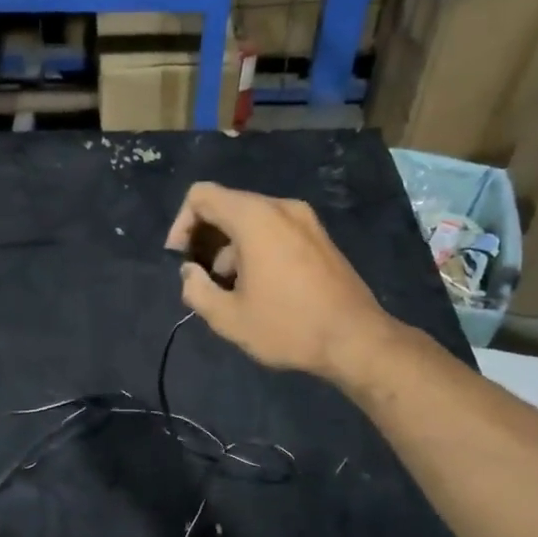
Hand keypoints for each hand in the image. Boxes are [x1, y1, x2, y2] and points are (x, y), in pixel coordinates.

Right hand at [165, 182, 393, 381]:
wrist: (356, 340)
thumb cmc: (288, 327)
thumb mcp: (228, 318)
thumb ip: (196, 289)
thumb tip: (190, 273)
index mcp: (255, 218)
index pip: (201, 196)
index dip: (181, 225)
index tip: (181, 261)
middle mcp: (281, 207)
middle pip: (226, 205)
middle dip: (205, 240)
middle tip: (202, 280)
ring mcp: (305, 220)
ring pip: (250, 220)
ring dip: (230, 249)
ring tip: (231, 291)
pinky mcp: (319, 237)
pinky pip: (274, 230)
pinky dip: (255, 250)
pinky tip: (259, 288)